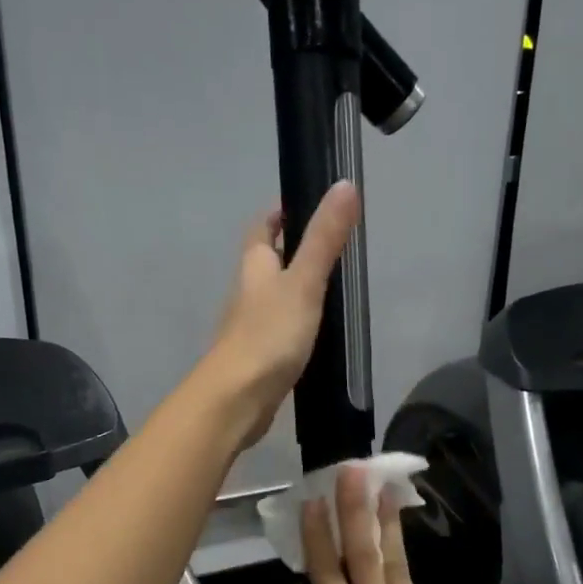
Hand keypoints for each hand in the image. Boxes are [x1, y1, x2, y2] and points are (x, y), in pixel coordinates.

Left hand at [200, 181, 360, 448]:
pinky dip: (296, 325)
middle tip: (329, 248)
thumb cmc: (269, 335)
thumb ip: (325, 239)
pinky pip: (279, 332)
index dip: (280, 214)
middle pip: (266, 263)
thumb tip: (345, 183)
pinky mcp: (258, 359)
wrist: (237, 399)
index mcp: (254, 267)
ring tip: (331, 288)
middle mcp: (247, 293)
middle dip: (290, 252)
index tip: (304, 206)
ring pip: (273, 299)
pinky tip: (316, 334)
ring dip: (294, 291)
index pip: (262, 229)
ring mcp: (250, 328)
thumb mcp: (304, 282)